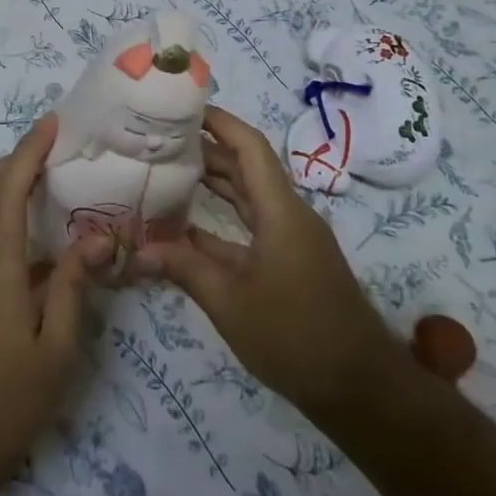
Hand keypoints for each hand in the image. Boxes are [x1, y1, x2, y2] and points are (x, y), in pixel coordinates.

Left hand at [0, 115, 108, 493]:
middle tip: (47, 150)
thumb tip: (94, 239)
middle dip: (9, 161)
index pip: (7, 192)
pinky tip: (34, 242)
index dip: (28, 152)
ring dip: (1, 186)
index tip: (50, 124)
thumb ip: (72, 288)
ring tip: (44, 184)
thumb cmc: (5, 402)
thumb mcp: (55, 350)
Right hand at [136, 105, 406, 427]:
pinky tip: (185, 225)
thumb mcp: (230, 302)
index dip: (219, 121)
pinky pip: (250, 227)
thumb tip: (136, 250)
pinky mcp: (288, 262)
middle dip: (206, 149)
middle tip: (161, 139)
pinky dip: (220, 221)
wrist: (359, 387)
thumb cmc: (295, 335)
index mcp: (280, 210)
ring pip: (247, 197)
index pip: (249, 147)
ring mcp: (290, 239)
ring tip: (167, 169)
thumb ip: (183, 268)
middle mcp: (287, 215)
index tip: (182, 108)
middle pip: (246, 167)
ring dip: (213, 183)